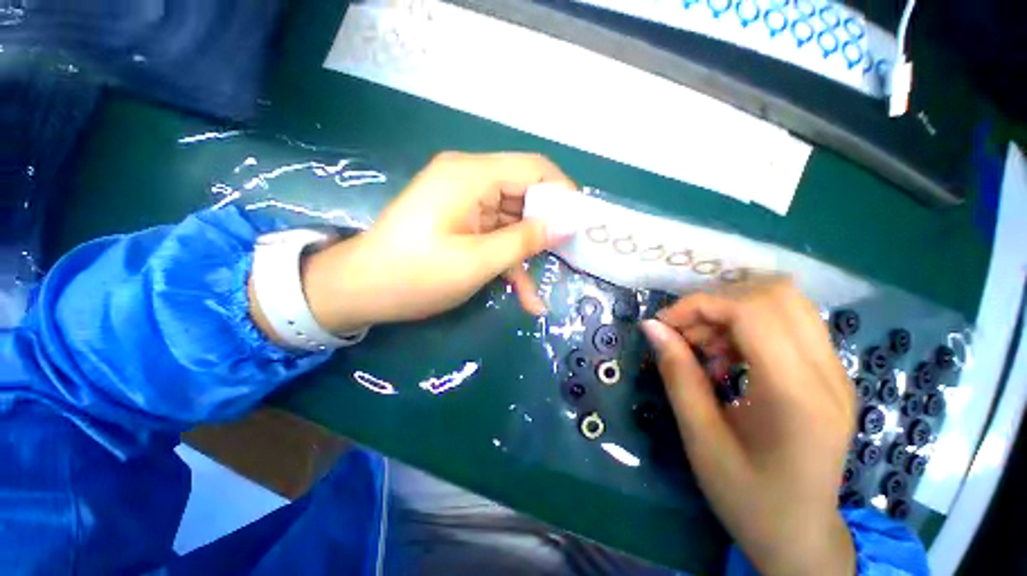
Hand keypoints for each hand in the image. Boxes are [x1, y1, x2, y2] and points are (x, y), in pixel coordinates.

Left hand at [288, 152, 575, 334]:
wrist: (360, 290)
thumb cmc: (415, 275)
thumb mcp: (477, 261)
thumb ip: (524, 240)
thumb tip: (567, 225)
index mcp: (471, 176)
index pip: (534, 169)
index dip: (563, 194)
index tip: (581, 226)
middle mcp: (470, 180)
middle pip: (525, 195)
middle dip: (546, 231)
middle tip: (567, 260)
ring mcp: (465, 203)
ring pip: (512, 222)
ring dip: (526, 257)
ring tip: (539, 294)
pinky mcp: (461, 223)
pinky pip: (494, 236)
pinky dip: (508, 263)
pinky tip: (523, 296)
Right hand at [640, 279, 855, 575]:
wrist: (800, 536)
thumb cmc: (747, 497)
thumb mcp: (700, 437)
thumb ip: (677, 373)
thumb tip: (651, 327)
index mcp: (797, 395)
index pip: (753, 311)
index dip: (700, 305)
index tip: (664, 324)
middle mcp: (828, 373)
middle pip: (776, 294)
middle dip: (717, 303)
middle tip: (685, 333)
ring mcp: (836, 372)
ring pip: (784, 303)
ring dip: (732, 312)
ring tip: (704, 347)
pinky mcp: (830, 375)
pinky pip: (788, 324)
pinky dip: (747, 326)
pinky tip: (727, 357)